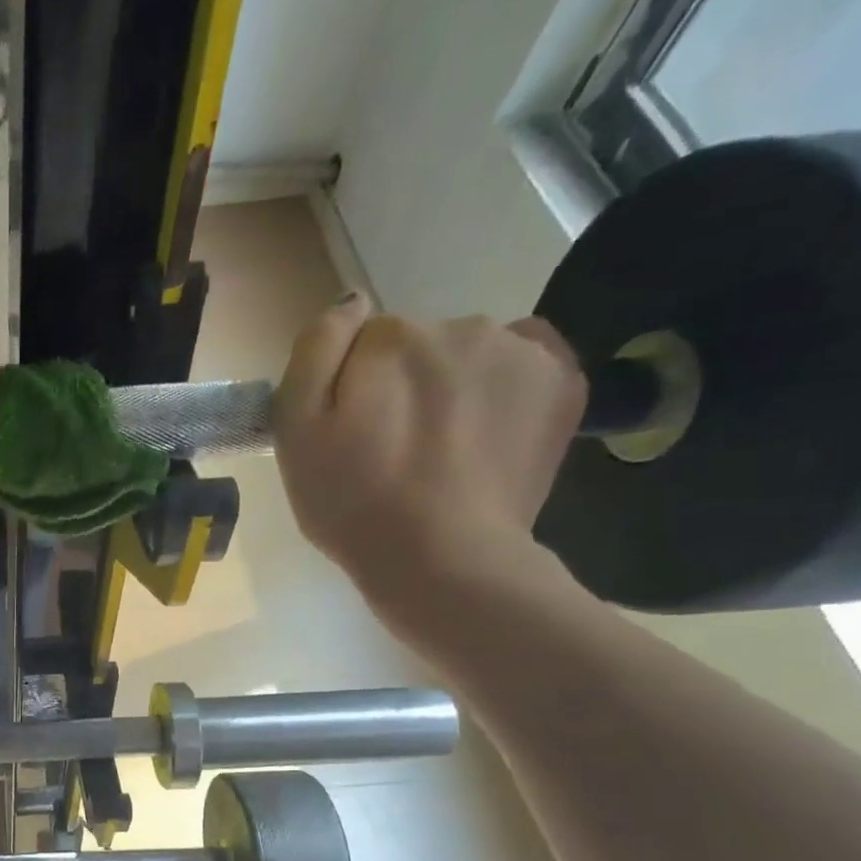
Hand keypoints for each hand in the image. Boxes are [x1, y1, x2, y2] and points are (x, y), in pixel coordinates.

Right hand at [272, 294, 587, 633]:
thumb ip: (314, 351)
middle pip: (416, 345)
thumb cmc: (352, 501)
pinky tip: (485, 430)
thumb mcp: (295, 430)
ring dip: (451, 385)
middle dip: (400, 383)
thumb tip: (351, 302)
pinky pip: (525, 360)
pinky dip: (504, 384)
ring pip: (468, 352)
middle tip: (391, 449)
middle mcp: (463, 326)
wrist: (442, 558)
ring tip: (440, 450)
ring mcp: (522, 351)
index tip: (348, 434)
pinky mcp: (565, 383)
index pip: (360, 343)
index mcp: (393, 337)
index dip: (348, 388)